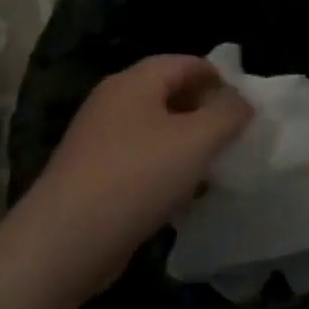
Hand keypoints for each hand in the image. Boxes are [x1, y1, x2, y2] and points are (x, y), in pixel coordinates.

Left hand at [6, 55, 252, 306]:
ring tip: (213, 169)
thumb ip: (229, 113)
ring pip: (158, 131)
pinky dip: (166, 171)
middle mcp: (113, 103)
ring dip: (188, 145)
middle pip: (171, 94)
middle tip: (233, 139)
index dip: (221, 80)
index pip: (188, 63)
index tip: (245, 111)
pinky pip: (141, 161)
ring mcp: (99, 140)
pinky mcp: (93, 176)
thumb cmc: (137, 177)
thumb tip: (241, 103)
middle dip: (206, 113)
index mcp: (134, 82)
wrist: (64, 245)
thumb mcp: (199, 139)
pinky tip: (182, 196)